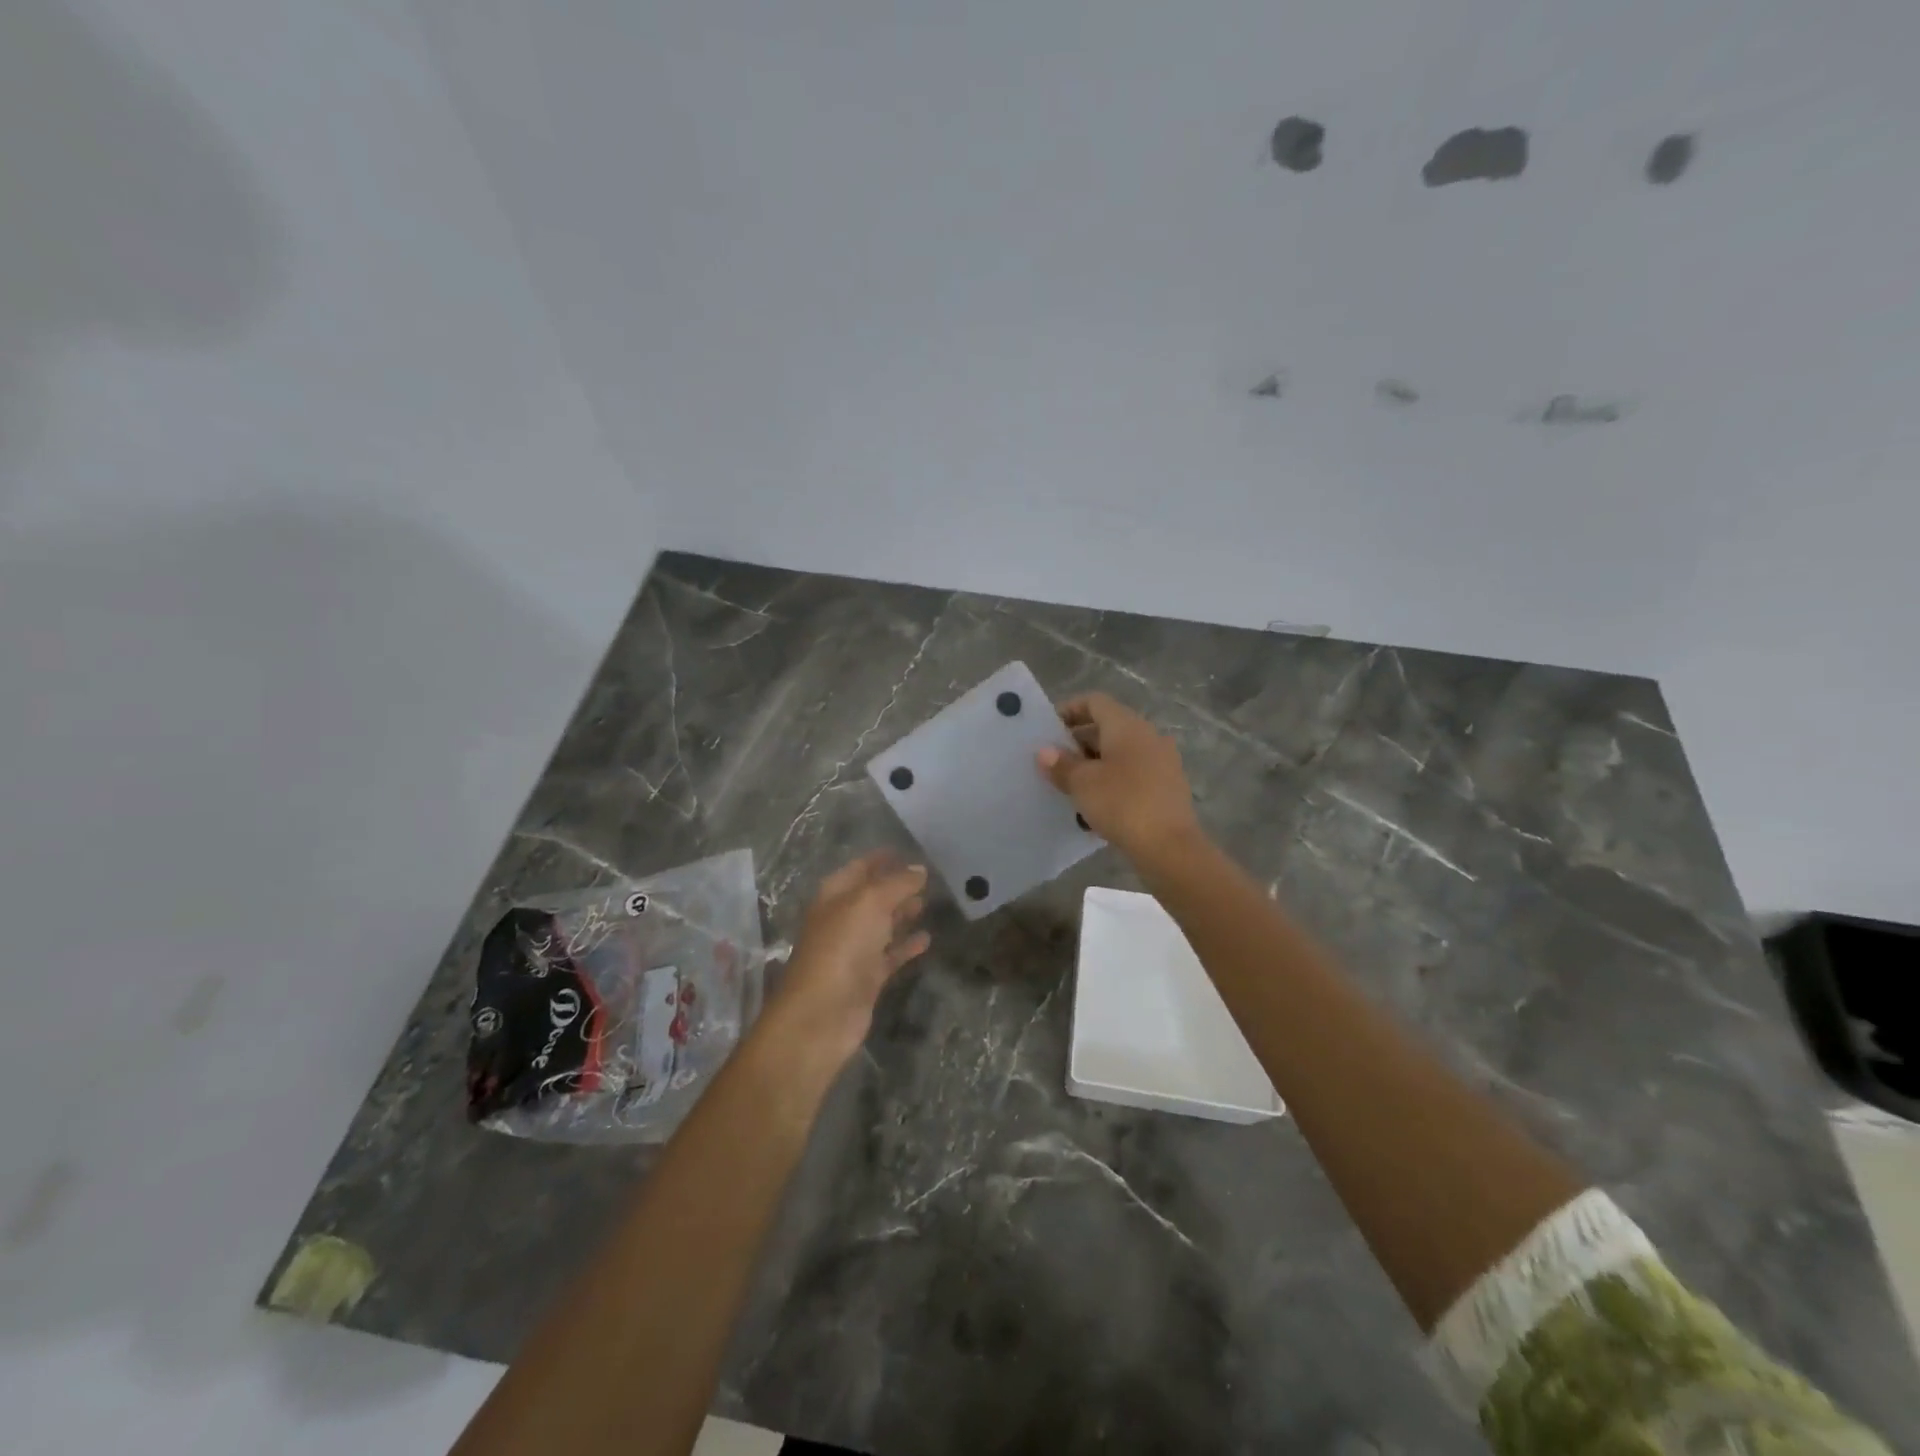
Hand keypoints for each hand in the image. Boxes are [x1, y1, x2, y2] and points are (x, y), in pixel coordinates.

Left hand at [767, 852, 930, 1061]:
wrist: (822, 1014)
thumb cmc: (842, 947)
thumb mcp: (870, 903)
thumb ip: (897, 883)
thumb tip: (920, 869)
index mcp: (835, 895)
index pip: (860, 867)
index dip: (883, 858)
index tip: (911, 851)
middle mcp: (842, 919)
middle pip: (872, 895)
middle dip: (897, 885)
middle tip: (929, 877)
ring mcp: (854, 950)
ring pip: (882, 924)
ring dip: (903, 913)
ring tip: (930, 902)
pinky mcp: (867, 977)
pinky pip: (890, 954)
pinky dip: (907, 945)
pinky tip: (928, 939)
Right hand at [1037, 692, 1201, 862]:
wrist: (1169, 847)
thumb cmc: (1122, 803)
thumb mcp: (1082, 784)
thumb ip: (1061, 765)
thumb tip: (1045, 752)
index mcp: (1127, 725)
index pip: (1095, 702)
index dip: (1069, 710)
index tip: (1048, 730)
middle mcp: (1148, 736)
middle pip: (1108, 727)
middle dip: (1078, 742)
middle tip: (1053, 762)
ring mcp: (1162, 762)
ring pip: (1120, 753)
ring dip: (1094, 764)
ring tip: (1070, 786)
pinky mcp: (1167, 787)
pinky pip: (1133, 774)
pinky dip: (1111, 781)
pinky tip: (1095, 806)